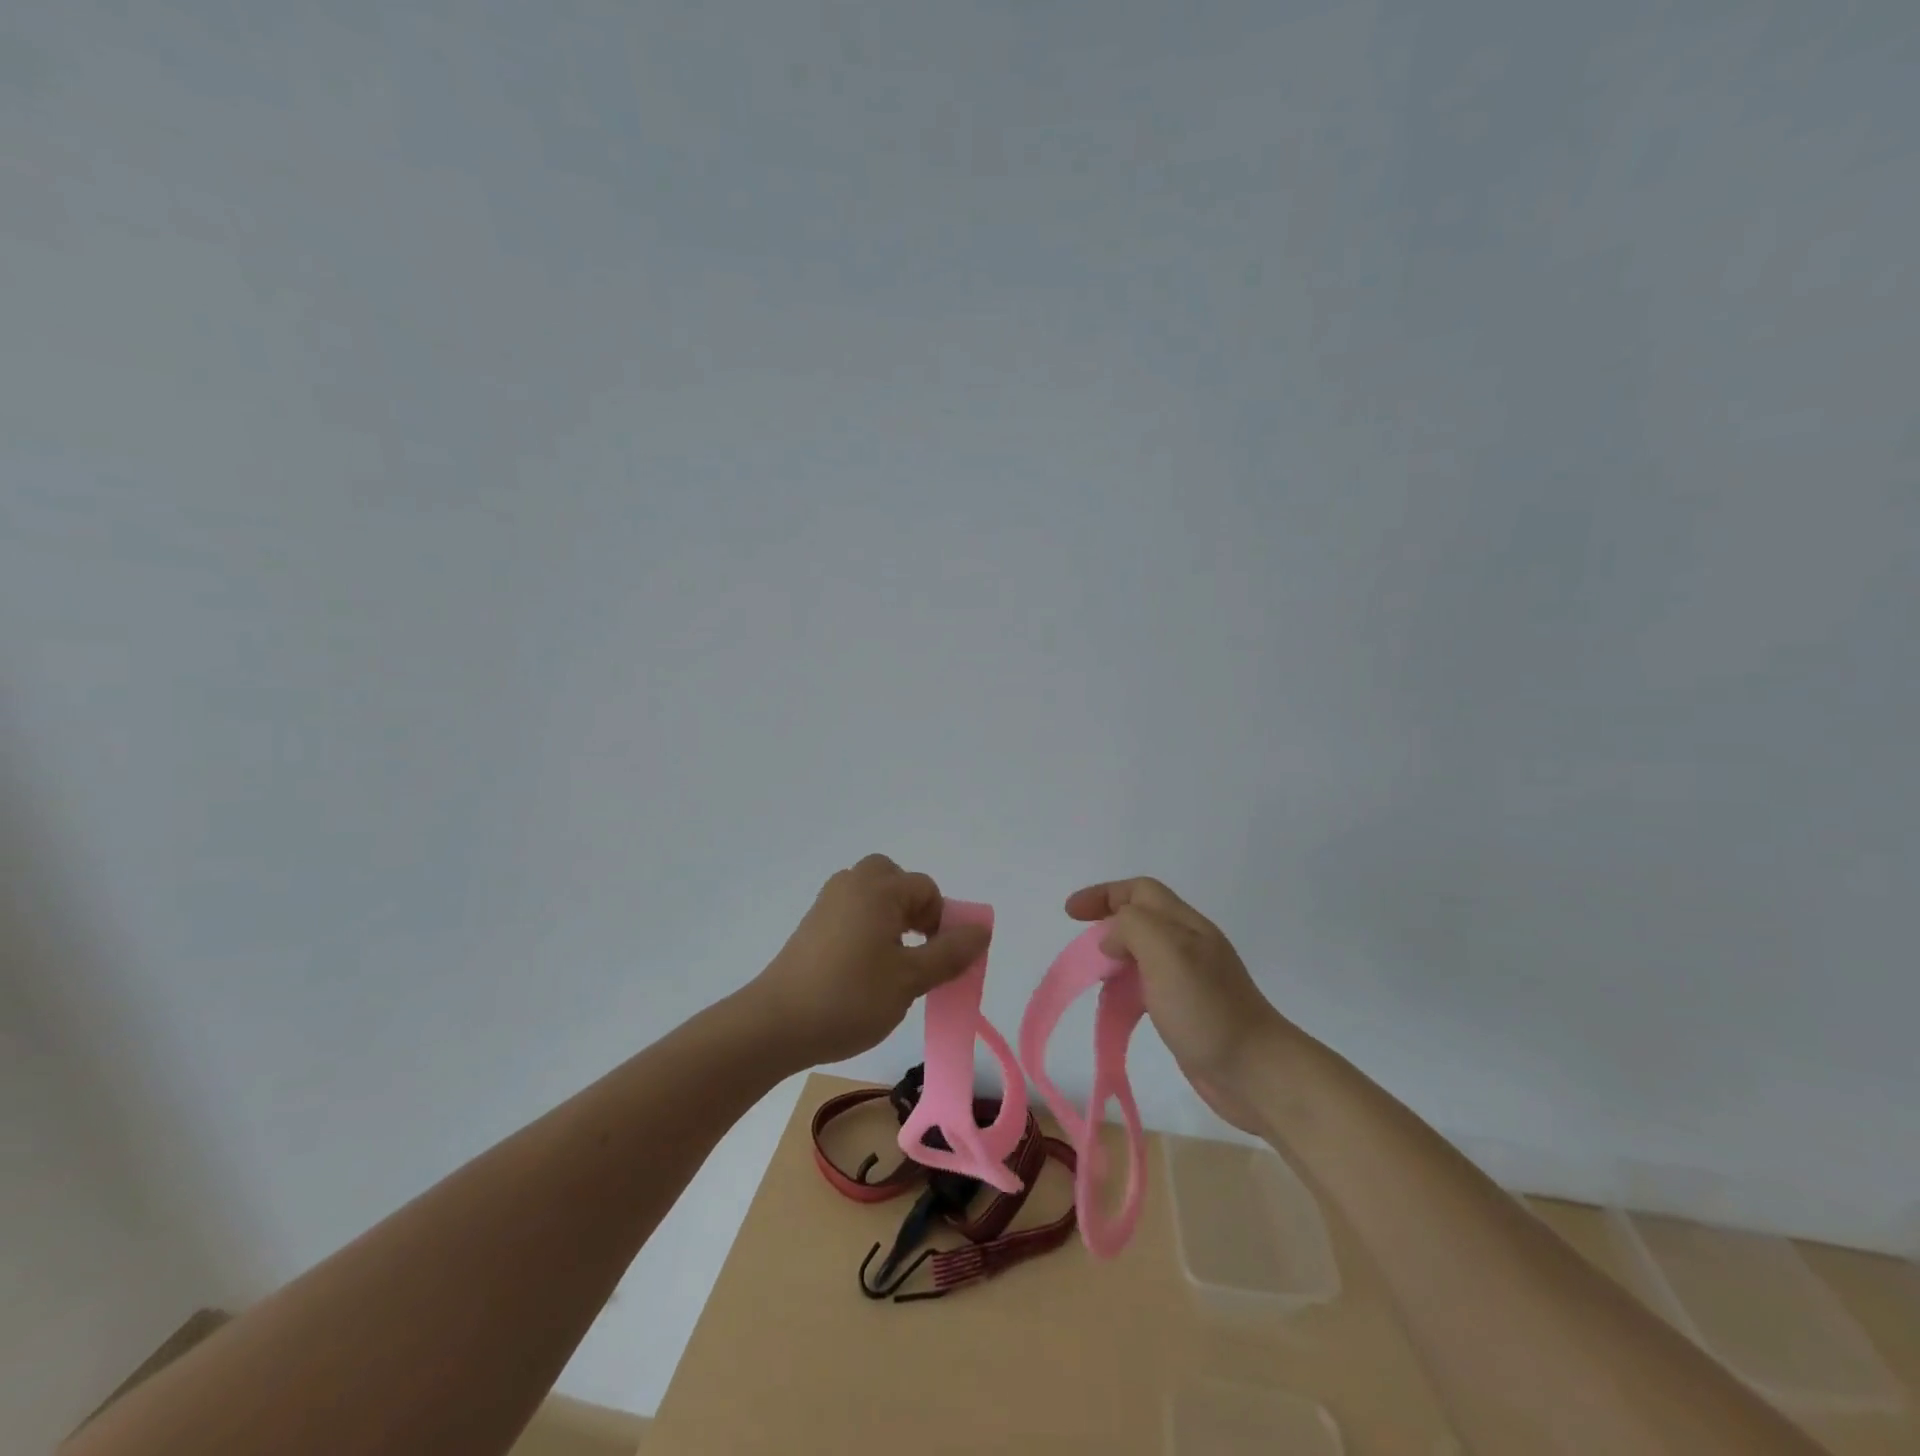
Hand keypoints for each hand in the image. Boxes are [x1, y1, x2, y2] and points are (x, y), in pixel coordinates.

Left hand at [751, 855, 991, 1067]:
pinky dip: (866, 927)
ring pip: (872, 895)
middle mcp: (852, 884)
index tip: (936, 960)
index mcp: (879, 889)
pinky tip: (861, 968)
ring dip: (890, 918)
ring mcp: (827, 902)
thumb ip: (950, 953)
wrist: (775, 1025)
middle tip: (914, 948)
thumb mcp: (910, 980)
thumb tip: (982, 929)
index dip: (941, 922)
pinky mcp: (811, 924)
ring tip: (891, 961)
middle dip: (913, 909)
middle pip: (895, 879)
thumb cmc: (849, 998)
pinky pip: (851, 911)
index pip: (926, 889)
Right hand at [1065, 877, 1300, 1133]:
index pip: (1140, 891)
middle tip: (1080, 946)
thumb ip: (1133, 928)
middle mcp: (1189, 944)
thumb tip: (1112, 938)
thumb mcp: (1167, 953)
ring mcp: (1191, 978)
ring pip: (1143, 951)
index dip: (1103, 894)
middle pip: (1141, 916)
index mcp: (1185, 925)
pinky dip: (1125, 985)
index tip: (1070, 913)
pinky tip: (1119, 1006)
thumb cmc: (1208, 1009)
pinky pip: (1148, 983)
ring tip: (1094, 975)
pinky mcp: (1188, 1009)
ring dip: (1115, 955)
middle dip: (1106, 921)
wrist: (1257, 1073)